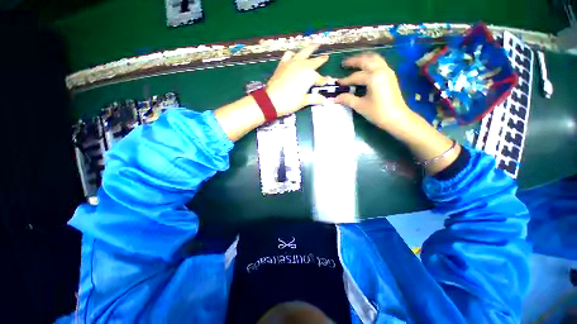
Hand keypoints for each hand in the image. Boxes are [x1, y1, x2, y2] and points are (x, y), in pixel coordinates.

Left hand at [266, 44, 329, 115]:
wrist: (272, 100)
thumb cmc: (290, 101)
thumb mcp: (304, 101)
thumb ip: (315, 99)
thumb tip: (325, 101)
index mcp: (309, 75)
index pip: (319, 78)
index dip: (323, 81)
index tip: (327, 82)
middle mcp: (302, 66)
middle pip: (314, 60)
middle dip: (321, 58)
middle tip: (326, 55)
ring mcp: (292, 63)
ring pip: (303, 52)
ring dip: (309, 48)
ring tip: (313, 44)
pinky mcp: (282, 64)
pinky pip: (289, 55)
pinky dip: (293, 53)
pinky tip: (294, 54)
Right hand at [335, 52, 413, 132]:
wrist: (397, 118)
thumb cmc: (378, 112)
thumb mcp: (360, 106)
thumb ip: (347, 99)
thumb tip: (336, 98)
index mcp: (373, 77)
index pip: (355, 76)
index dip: (345, 80)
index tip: (337, 83)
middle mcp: (381, 70)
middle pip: (366, 60)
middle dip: (354, 61)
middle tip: (344, 64)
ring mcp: (388, 72)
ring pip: (375, 59)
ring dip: (364, 59)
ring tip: (355, 63)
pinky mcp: (391, 76)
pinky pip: (380, 63)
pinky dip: (371, 63)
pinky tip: (367, 68)